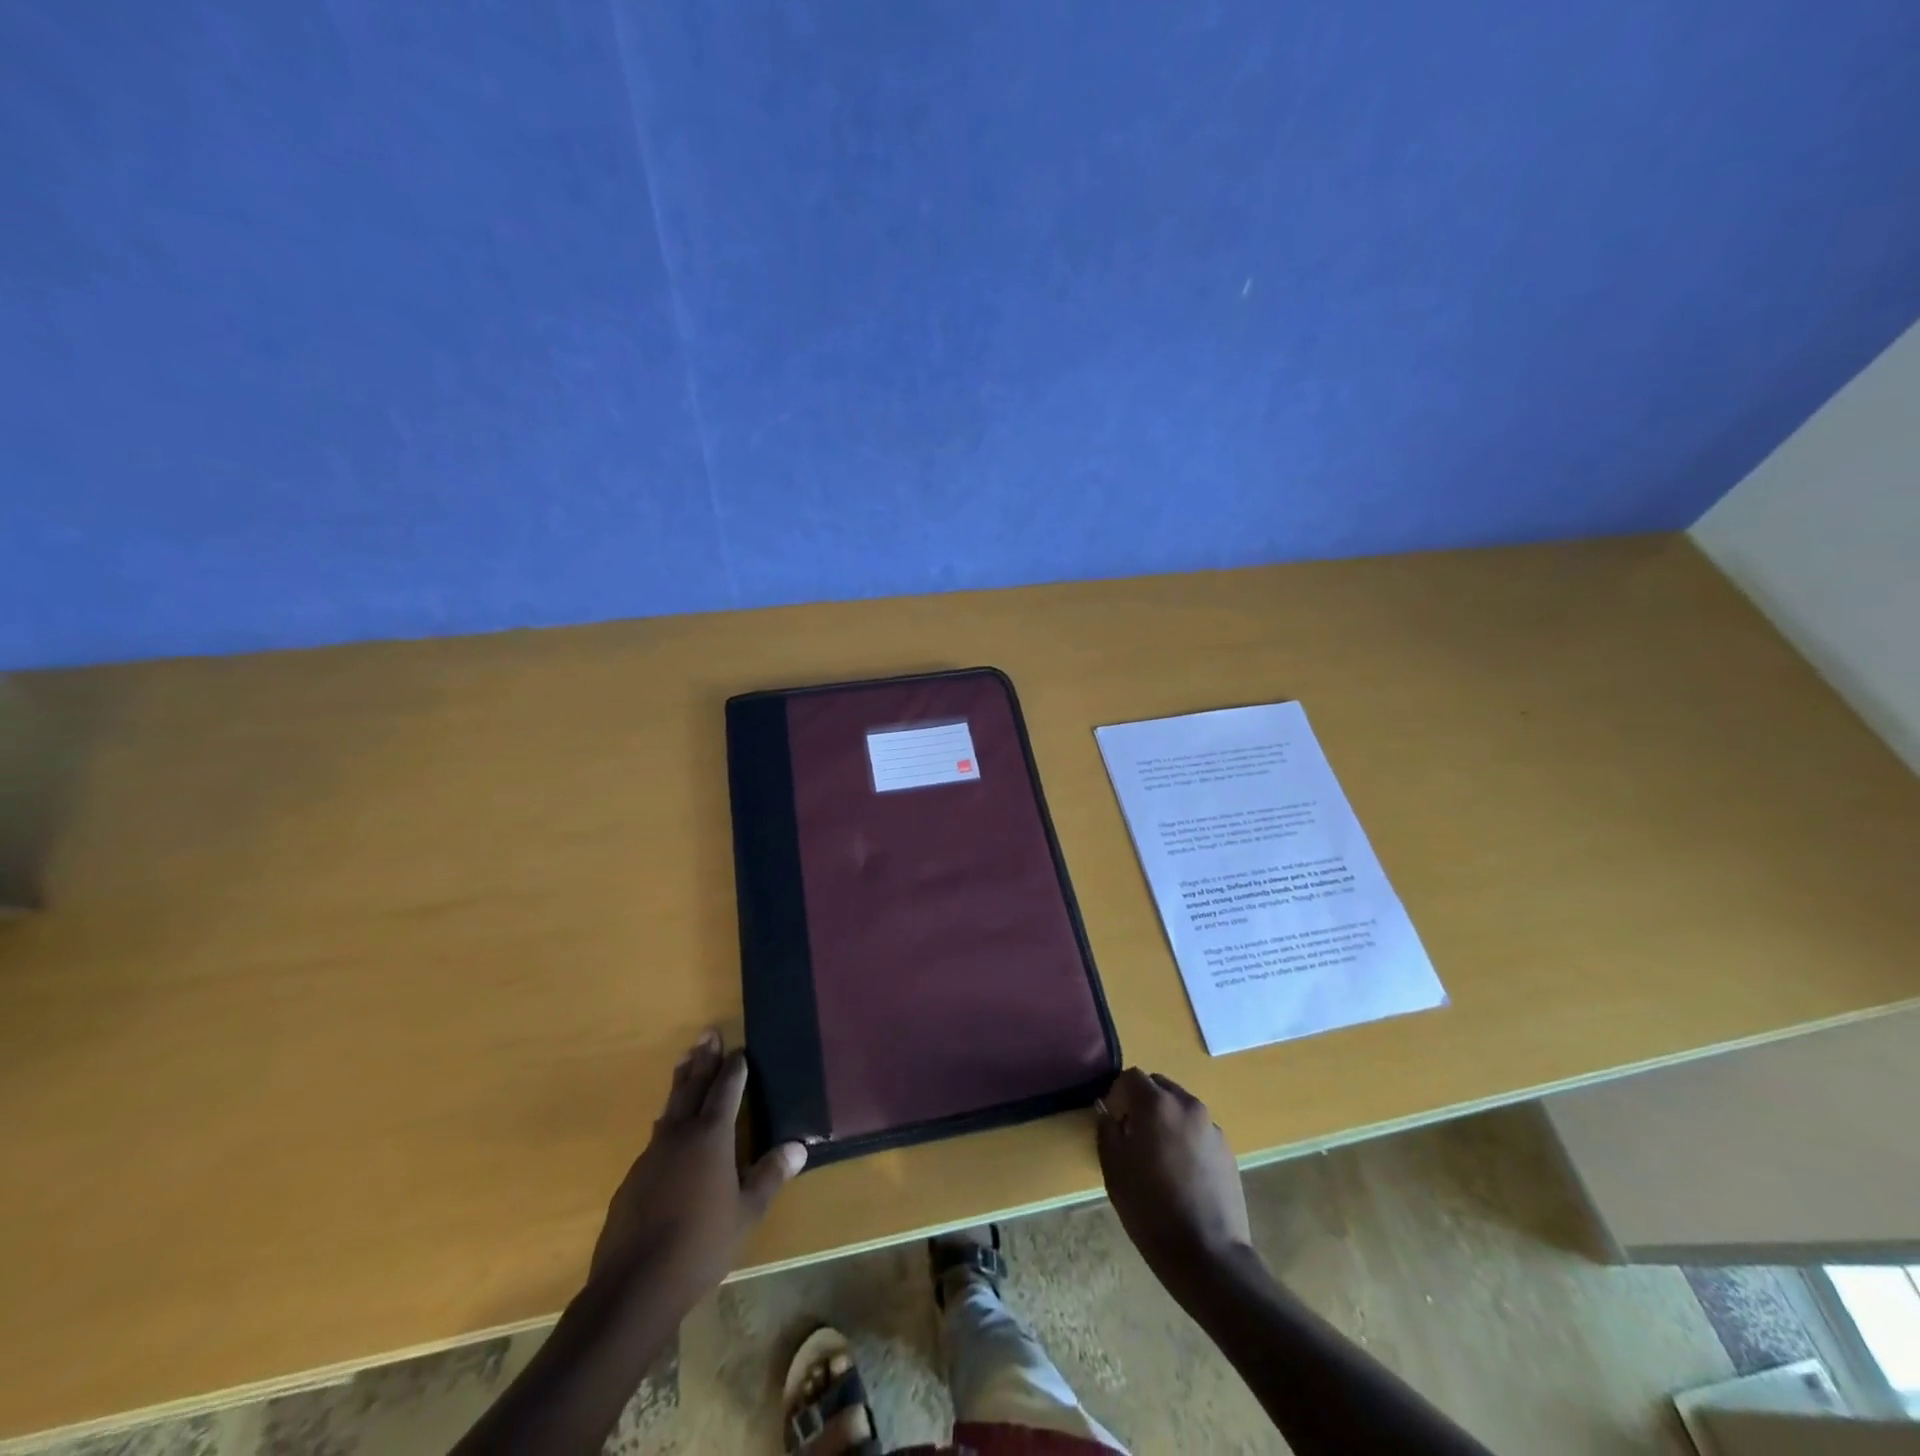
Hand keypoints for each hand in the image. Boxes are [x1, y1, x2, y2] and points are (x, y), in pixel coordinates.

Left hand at [589, 1030, 805, 1310]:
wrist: (633, 1286)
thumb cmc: (700, 1245)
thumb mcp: (746, 1212)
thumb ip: (770, 1175)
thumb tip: (799, 1145)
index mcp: (711, 1136)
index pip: (726, 1090)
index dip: (735, 1068)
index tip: (740, 1049)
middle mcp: (679, 1135)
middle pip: (693, 1086)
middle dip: (703, 1059)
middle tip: (707, 1032)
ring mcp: (652, 1155)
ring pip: (670, 1107)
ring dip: (681, 1081)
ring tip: (685, 1061)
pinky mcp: (634, 1179)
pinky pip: (656, 1136)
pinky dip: (668, 1120)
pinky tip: (666, 1127)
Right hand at [1096, 1068, 1252, 1295]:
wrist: (1208, 1255)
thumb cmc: (1151, 1210)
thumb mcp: (1114, 1170)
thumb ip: (1106, 1130)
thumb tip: (1107, 1111)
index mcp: (1157, 1104)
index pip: (1131, 1077)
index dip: (1118, 1094)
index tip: (1113, 1121)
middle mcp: (1187, 1105)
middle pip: (1159, 1086)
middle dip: (1143, 1102)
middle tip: (1133, 1136)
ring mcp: (1211, 1127)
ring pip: (1180, 1107)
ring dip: (1166, 1119)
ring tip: (1159, 1157)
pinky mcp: (1227, 1150)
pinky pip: (1198, 1130)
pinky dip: (1185, 1138)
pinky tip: (1182, 1174)